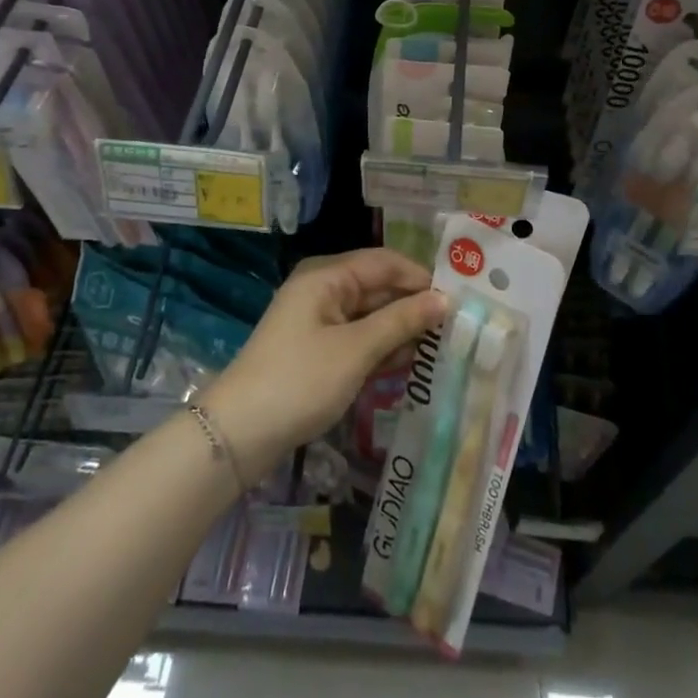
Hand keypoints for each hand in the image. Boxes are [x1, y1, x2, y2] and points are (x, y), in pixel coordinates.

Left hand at [204, 248, 446, 478]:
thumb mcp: (356, 350)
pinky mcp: (317, 350)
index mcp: (327, 276)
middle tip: (456, 324)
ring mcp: (319, 321)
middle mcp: (323, 289)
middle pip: (378, 287)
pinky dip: (382, 346)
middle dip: (414, 304)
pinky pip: (359, 337)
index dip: (420, 277)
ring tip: (442, 345)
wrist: (239, 435)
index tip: (458, 297)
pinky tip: (410, 362)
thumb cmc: (300, 381)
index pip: (385, 262)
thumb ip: (402, 321)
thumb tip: (444, 299)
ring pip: (371, 315)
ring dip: (401, 328)